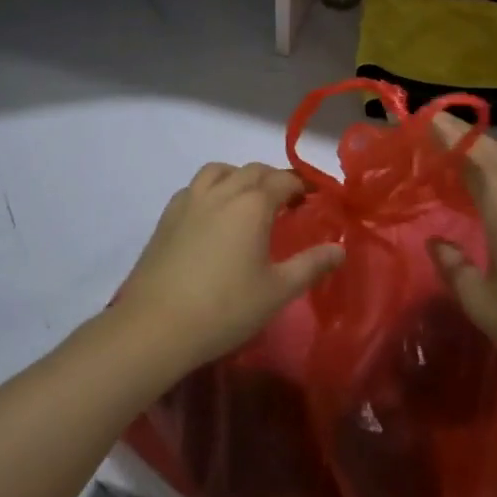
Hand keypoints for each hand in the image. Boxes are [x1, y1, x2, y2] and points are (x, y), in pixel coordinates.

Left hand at [116, 163, 342, 372]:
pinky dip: (210, 189)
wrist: (157, 325)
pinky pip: (194, 188)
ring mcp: (190, 201)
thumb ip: (311, 265)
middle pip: (252, 170)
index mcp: (253, 204)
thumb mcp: (277, 291)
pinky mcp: (167, 216)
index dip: (301, 186)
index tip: (311, 199)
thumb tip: (339, 249)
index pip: (283, 181)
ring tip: (247, 201)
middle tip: (285, 202)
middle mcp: (222, 191)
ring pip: (219, 171)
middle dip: (273, 179)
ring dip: (238, 177)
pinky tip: (212, 215)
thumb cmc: (225, 309)